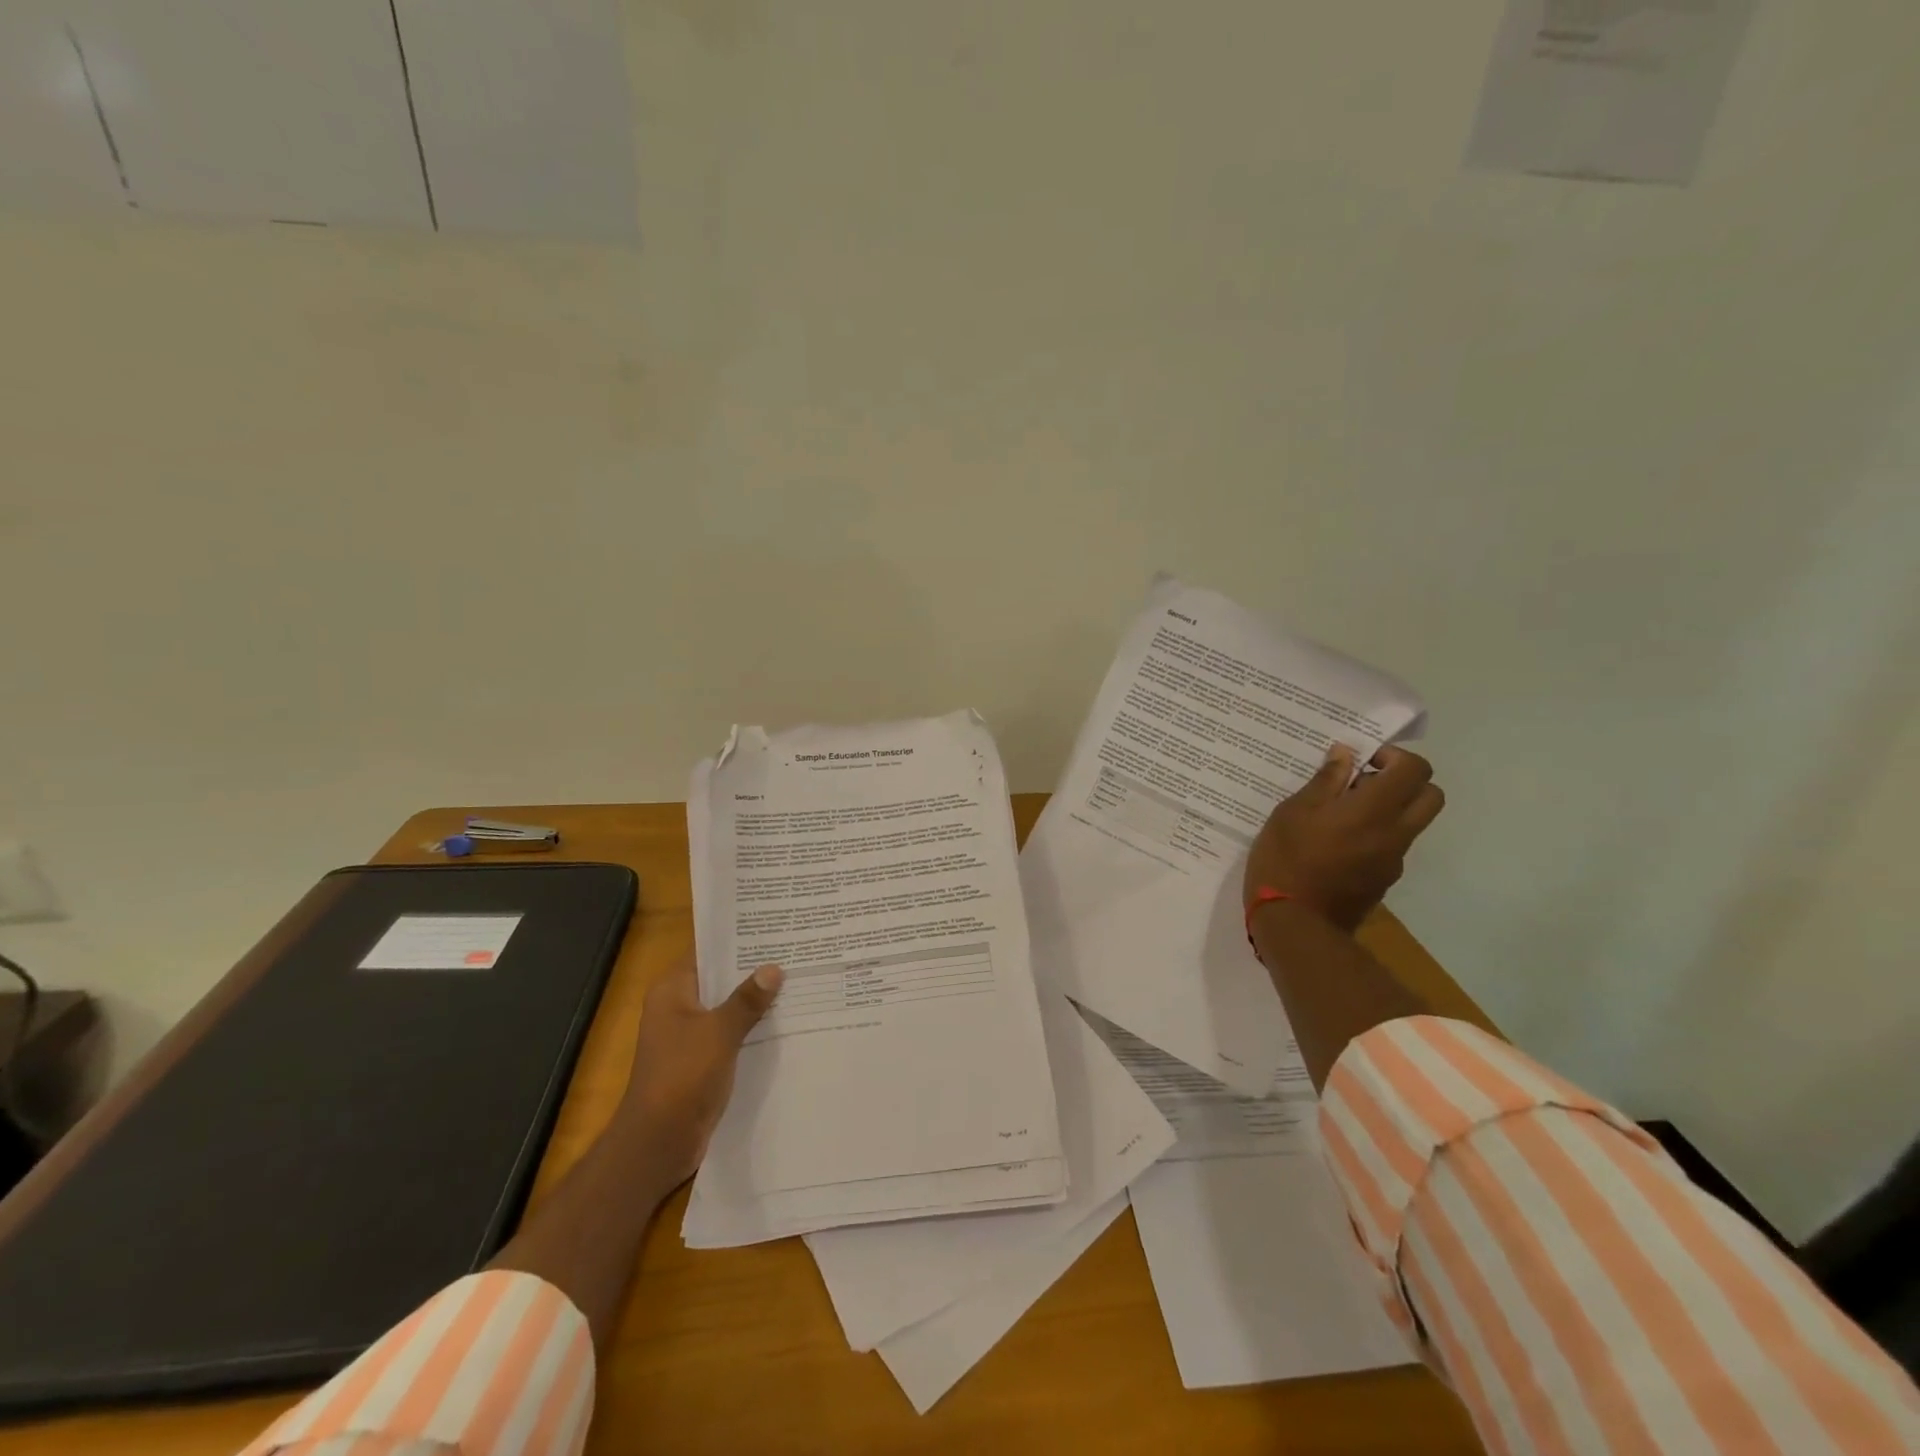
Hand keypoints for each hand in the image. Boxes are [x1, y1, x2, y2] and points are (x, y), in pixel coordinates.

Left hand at [615, 955, 782, 1186]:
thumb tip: (774, 968)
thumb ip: (747, 999)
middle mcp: (678, 1007)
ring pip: (728, 1008)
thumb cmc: (682, 1075)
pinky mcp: (702, 1060)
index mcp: (673, 990)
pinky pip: (731, 1034)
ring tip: (799, 980)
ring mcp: (690, 1035)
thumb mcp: (719, 1031)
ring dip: (756, 1001)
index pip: (707, 952)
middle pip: (720, 979)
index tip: (773, 928)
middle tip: (795, 951)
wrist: (659, 1142)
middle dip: (753, 970)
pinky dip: (753, 1028)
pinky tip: (786, 1021)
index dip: (737, 940)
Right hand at [1243, 743, 1444, 933]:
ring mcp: (1392, 861)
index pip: (1415, 769)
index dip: (1393, 756)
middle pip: (1430, 795)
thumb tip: (1345, 754)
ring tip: (1340, 815)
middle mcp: (1395, 833)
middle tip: (1362, 783)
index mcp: (1374, 810)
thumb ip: (1324, 781)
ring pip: (1412, 823)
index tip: (1360, 761)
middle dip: (1404, 781)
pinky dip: (1374, 835)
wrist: (1295, 924)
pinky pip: (1391, 846)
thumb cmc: (1286, 860)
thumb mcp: (1292, 812)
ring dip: (1388, 809)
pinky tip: (1333, 845)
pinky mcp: (1383, 881)